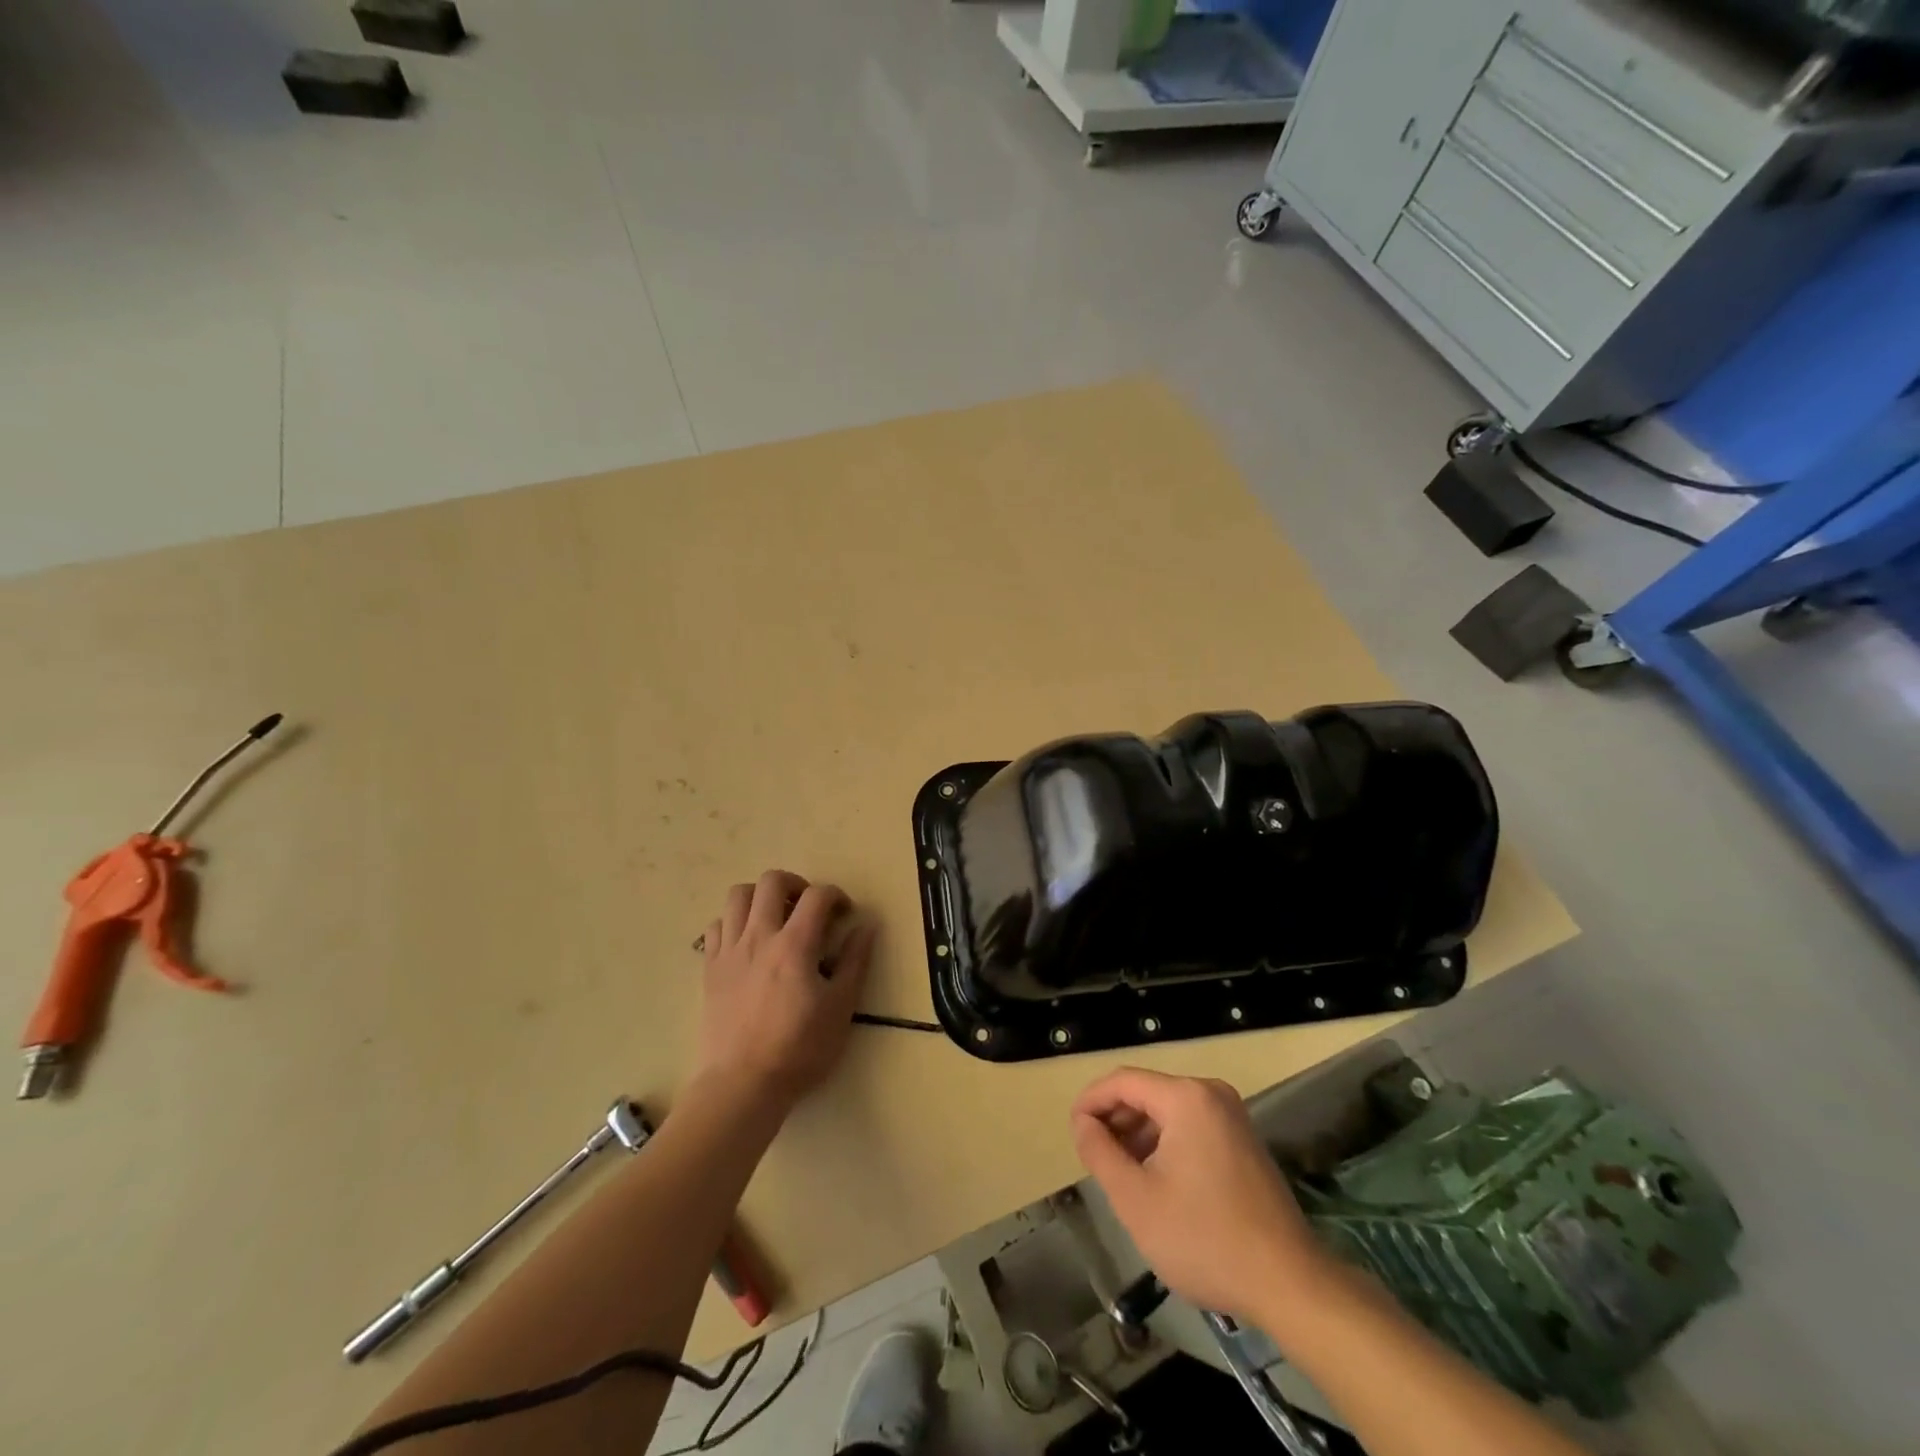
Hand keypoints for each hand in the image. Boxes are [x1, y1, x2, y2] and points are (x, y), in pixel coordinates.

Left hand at [692, 869, 876, 1112]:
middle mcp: (759, 937)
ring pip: (738, 896)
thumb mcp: (841, 1008)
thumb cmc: (799, 1049)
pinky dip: (734, 922)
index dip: (836, 895)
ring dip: (760, 896)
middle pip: (771, 881)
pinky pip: (716, 926)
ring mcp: (729, 951)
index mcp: (795, 944)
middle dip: (796, 884)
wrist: (742, 1084)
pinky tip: (747, 941)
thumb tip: (867, 926)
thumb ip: (855, 962)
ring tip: (775, 917)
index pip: (817, 895)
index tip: (845, 913)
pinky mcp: (709, 968)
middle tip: (808, 907)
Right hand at [1072, 1068, 1328, 1323]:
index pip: (1122, 1081)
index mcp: (1186, 1097)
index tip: (1072, 1132)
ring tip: (1120, 1173)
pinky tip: (1156, 1180)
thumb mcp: (1136, 1199)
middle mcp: (1210, 1093)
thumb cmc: (1204, 1238)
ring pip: (1168, 1111)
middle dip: (1115, 1120)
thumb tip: (1083, 1122)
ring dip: (1139, 1135)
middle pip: (1146, 1092)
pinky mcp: (1243, 1140)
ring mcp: (1232, 1116)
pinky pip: (1191, 1126)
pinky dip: (1166, 1144)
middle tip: (1093, 1157)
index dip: (1090, 1102)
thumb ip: (1100, 1152)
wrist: (1290, 1284)